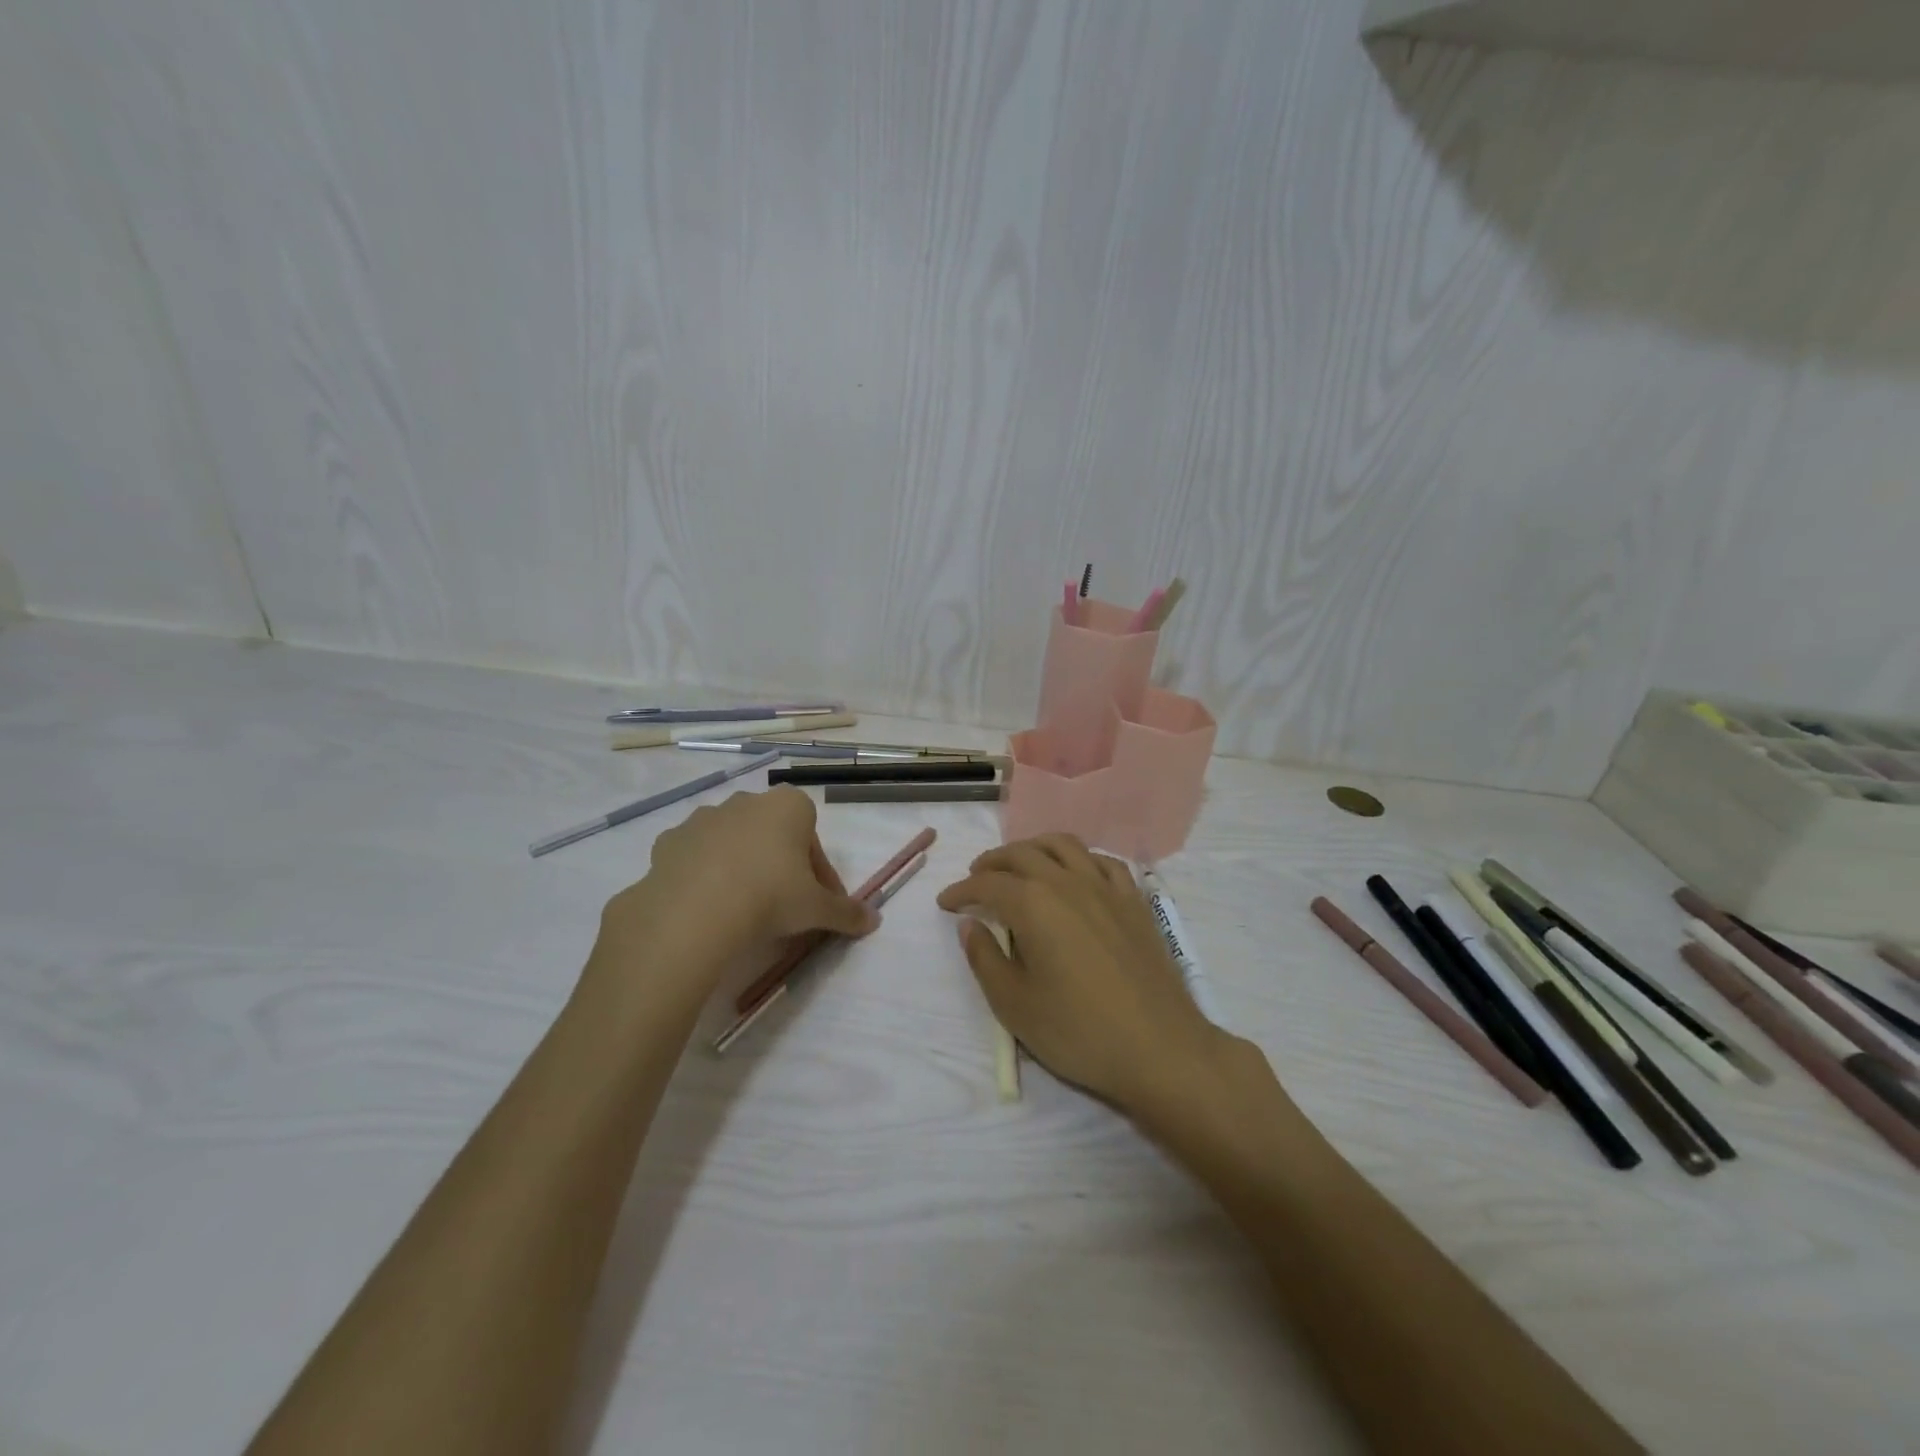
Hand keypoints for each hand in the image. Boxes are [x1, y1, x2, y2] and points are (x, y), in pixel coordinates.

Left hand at [590, 787, 876, 999]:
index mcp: (789, 806)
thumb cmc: (770, 897)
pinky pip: (696, 855)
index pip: (813, 837)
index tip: (817, 902)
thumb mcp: (817, 909)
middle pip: (773, 835)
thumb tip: (874, 921)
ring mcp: (704, 817)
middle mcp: (747, 801)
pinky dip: (703, 874)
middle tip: (784, 907)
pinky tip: (707, 906)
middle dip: (781, 865)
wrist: (694, 912)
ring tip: (742, 909)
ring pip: (733, 842)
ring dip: (741, 866)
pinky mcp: (670, 840)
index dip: (819, 873)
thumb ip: (847, 912)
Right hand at [936, 834, 1232, 1115]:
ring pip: (1064, 845)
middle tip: (976, 878)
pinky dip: (1079, 859)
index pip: (988, 883)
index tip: (945, 902)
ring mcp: (1106, 887)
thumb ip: (985, 958)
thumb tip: (971, 924)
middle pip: (1023, 853)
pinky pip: (1103, 862)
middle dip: (993, 862)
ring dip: (1034, 848)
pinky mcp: (1135, 901)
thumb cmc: (1078, 1031)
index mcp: (1033, 904)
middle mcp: (1068, 882)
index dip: (962, 890)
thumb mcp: (1014, 1004)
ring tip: (1020, 865)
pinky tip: (1075, 875)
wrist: (1159, 1047)